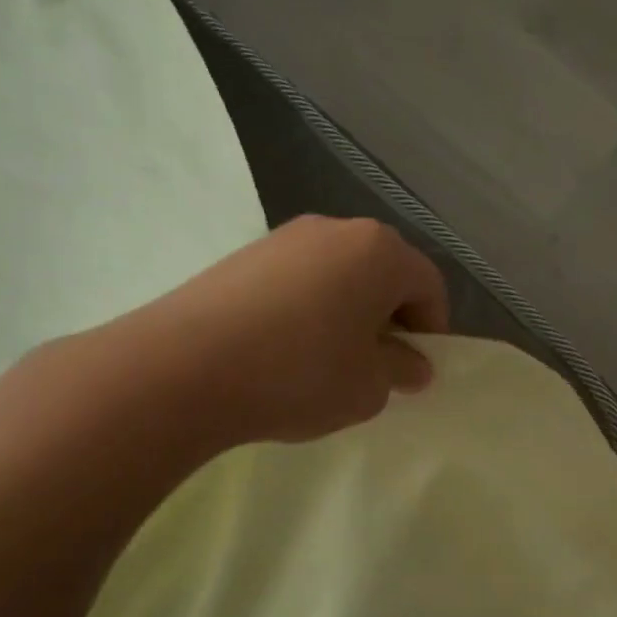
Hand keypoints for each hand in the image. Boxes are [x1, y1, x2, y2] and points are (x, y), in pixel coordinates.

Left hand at [111, 216, 449, 446]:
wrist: (185, 368)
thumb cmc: (300, 374)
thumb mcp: (370, 387)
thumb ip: (401, 370)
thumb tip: (412, 363)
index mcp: (380, 252)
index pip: (429, 285)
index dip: (431, 330)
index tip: (413, 370)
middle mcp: (336, 229)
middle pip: (383, 273)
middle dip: (390, 318)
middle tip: (375, 365)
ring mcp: (285, 237)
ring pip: (339, 275)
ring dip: (348, 313)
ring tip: (327, 361)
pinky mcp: (244, 255)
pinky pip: (299, 280)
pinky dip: (308, 310)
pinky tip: (285, 350)